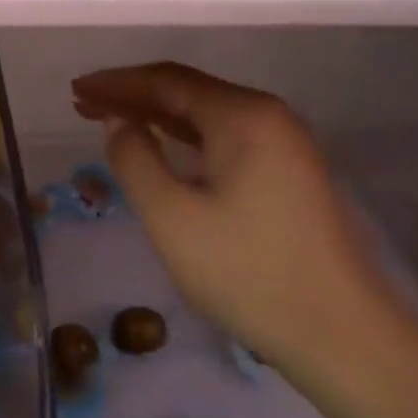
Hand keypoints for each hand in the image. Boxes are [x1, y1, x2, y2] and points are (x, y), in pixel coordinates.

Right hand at [71, 62, 411, 381]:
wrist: (342, 336)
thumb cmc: (247, 273)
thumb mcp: (172, 217)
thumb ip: (135, 159)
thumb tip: (119, 122)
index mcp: (242, 116)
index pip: (166, 81)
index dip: (116, 82)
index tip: (76, 90)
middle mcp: (267, 116)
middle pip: (187, 91)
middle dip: (132, 95)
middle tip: (83, 104)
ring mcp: (283, 144)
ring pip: (205, 114)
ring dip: (155, 114)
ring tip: (109, 119)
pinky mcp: (288, 172)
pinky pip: (224, 137)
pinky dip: (183, 136)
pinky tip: (161, 145)